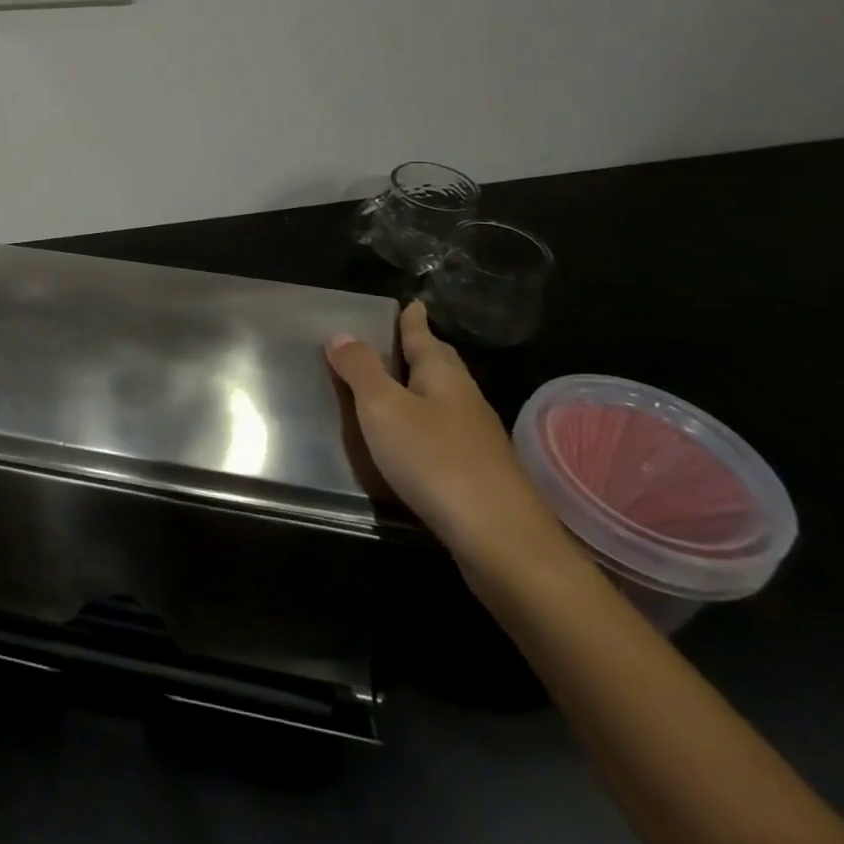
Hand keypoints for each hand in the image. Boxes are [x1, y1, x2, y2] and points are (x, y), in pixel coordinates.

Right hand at [326, 302, 571, 576]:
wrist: (502, 541)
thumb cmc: (435, 460)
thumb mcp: (384, 408)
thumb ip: (361, 370)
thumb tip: (342, 333)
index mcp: (443, 375)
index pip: (423, 336)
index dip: (413, 320)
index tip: (412, 302)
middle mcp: (464, 399)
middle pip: (438, 365)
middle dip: (419, 350)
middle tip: (397, 337)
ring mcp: (475, 439)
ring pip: (441, 400)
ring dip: (419, 389)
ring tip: (393, 385)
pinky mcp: (476, 474)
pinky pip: (441, 433)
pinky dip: (421, 425)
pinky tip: (409, 441)